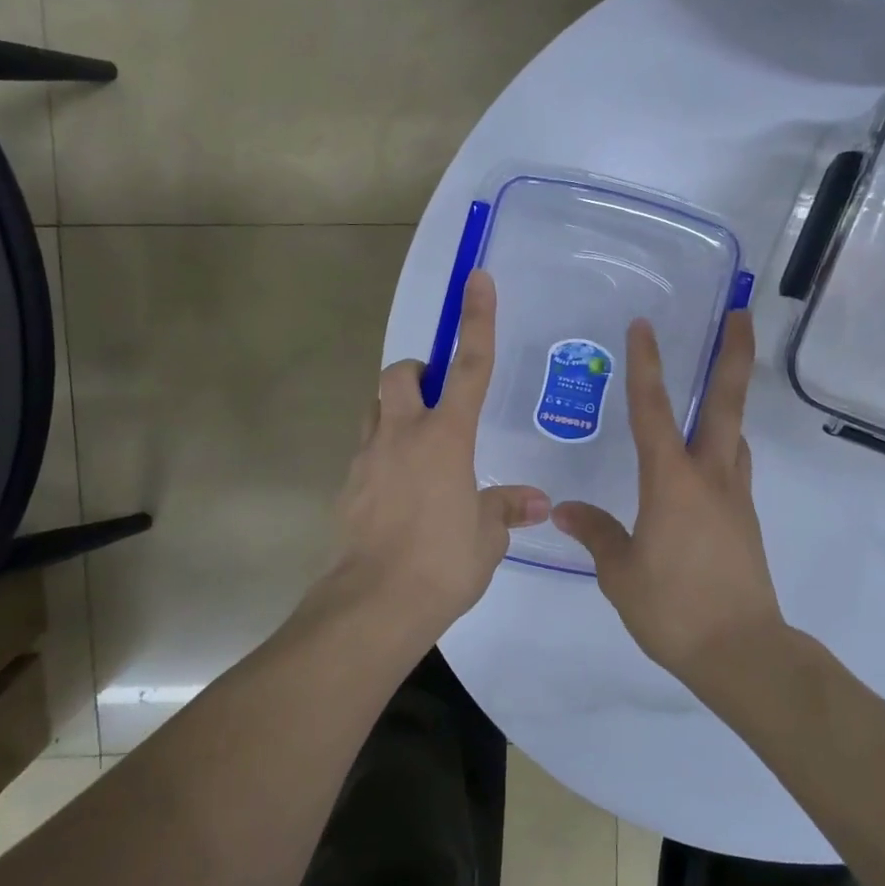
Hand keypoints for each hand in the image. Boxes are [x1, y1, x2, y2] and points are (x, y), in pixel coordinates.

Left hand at [326, 270, 549, 640]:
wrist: (373, 605)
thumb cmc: (442, 564)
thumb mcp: (486, 537)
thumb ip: (506, 509)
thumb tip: (537, 502)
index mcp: (446, 437)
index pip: (468, 366)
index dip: (477, 320)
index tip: (477, 279)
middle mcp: (402, 434)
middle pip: (400, 374)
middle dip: (418, 374)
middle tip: (438, 404)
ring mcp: (368, 458)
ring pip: (376, 408)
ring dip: (396, 412)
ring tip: (421, 450)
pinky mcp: (347, 485)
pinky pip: (366, 451)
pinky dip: (383, 455)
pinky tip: (399, 494)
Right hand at [552, 311, 785, 684]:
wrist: (742, 652)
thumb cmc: (673, 608)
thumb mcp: (620, 573)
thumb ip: (596, 533)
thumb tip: (565, 510)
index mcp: (670, 482)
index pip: (653, 411)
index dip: (645, 365)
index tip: (643, 326)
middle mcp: (709, 477)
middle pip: (724, 404)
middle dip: (732, 356)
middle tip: (740, 316)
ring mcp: (734, 497)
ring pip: (734, 433)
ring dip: (731, 400)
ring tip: (718, 383)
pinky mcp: (745, 519)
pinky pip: (734, 466)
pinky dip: (724, 445)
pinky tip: (708, 457)